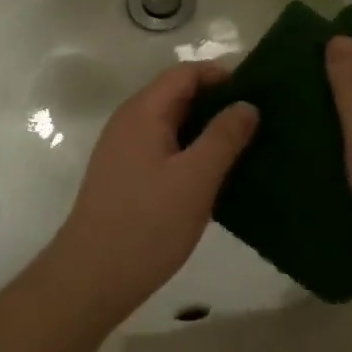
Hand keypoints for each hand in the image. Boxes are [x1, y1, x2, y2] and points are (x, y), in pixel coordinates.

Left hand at [51, 63, 257, 312]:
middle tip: (258, 121)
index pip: (185, 73)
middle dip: (217, 102)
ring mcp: (124, 150)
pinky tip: (214, 174)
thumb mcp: (196, 178)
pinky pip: (164, 148)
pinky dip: (191, 151)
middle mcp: (129, 122)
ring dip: (205, 129)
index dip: (221, 76)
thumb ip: (224, 136)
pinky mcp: (125, 176)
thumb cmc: (147, 222)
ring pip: (171, 124)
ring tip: (244, 146)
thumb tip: (247, 105)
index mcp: (143, 111)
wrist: (92, 277)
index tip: (258, 93)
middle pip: (177, 95)